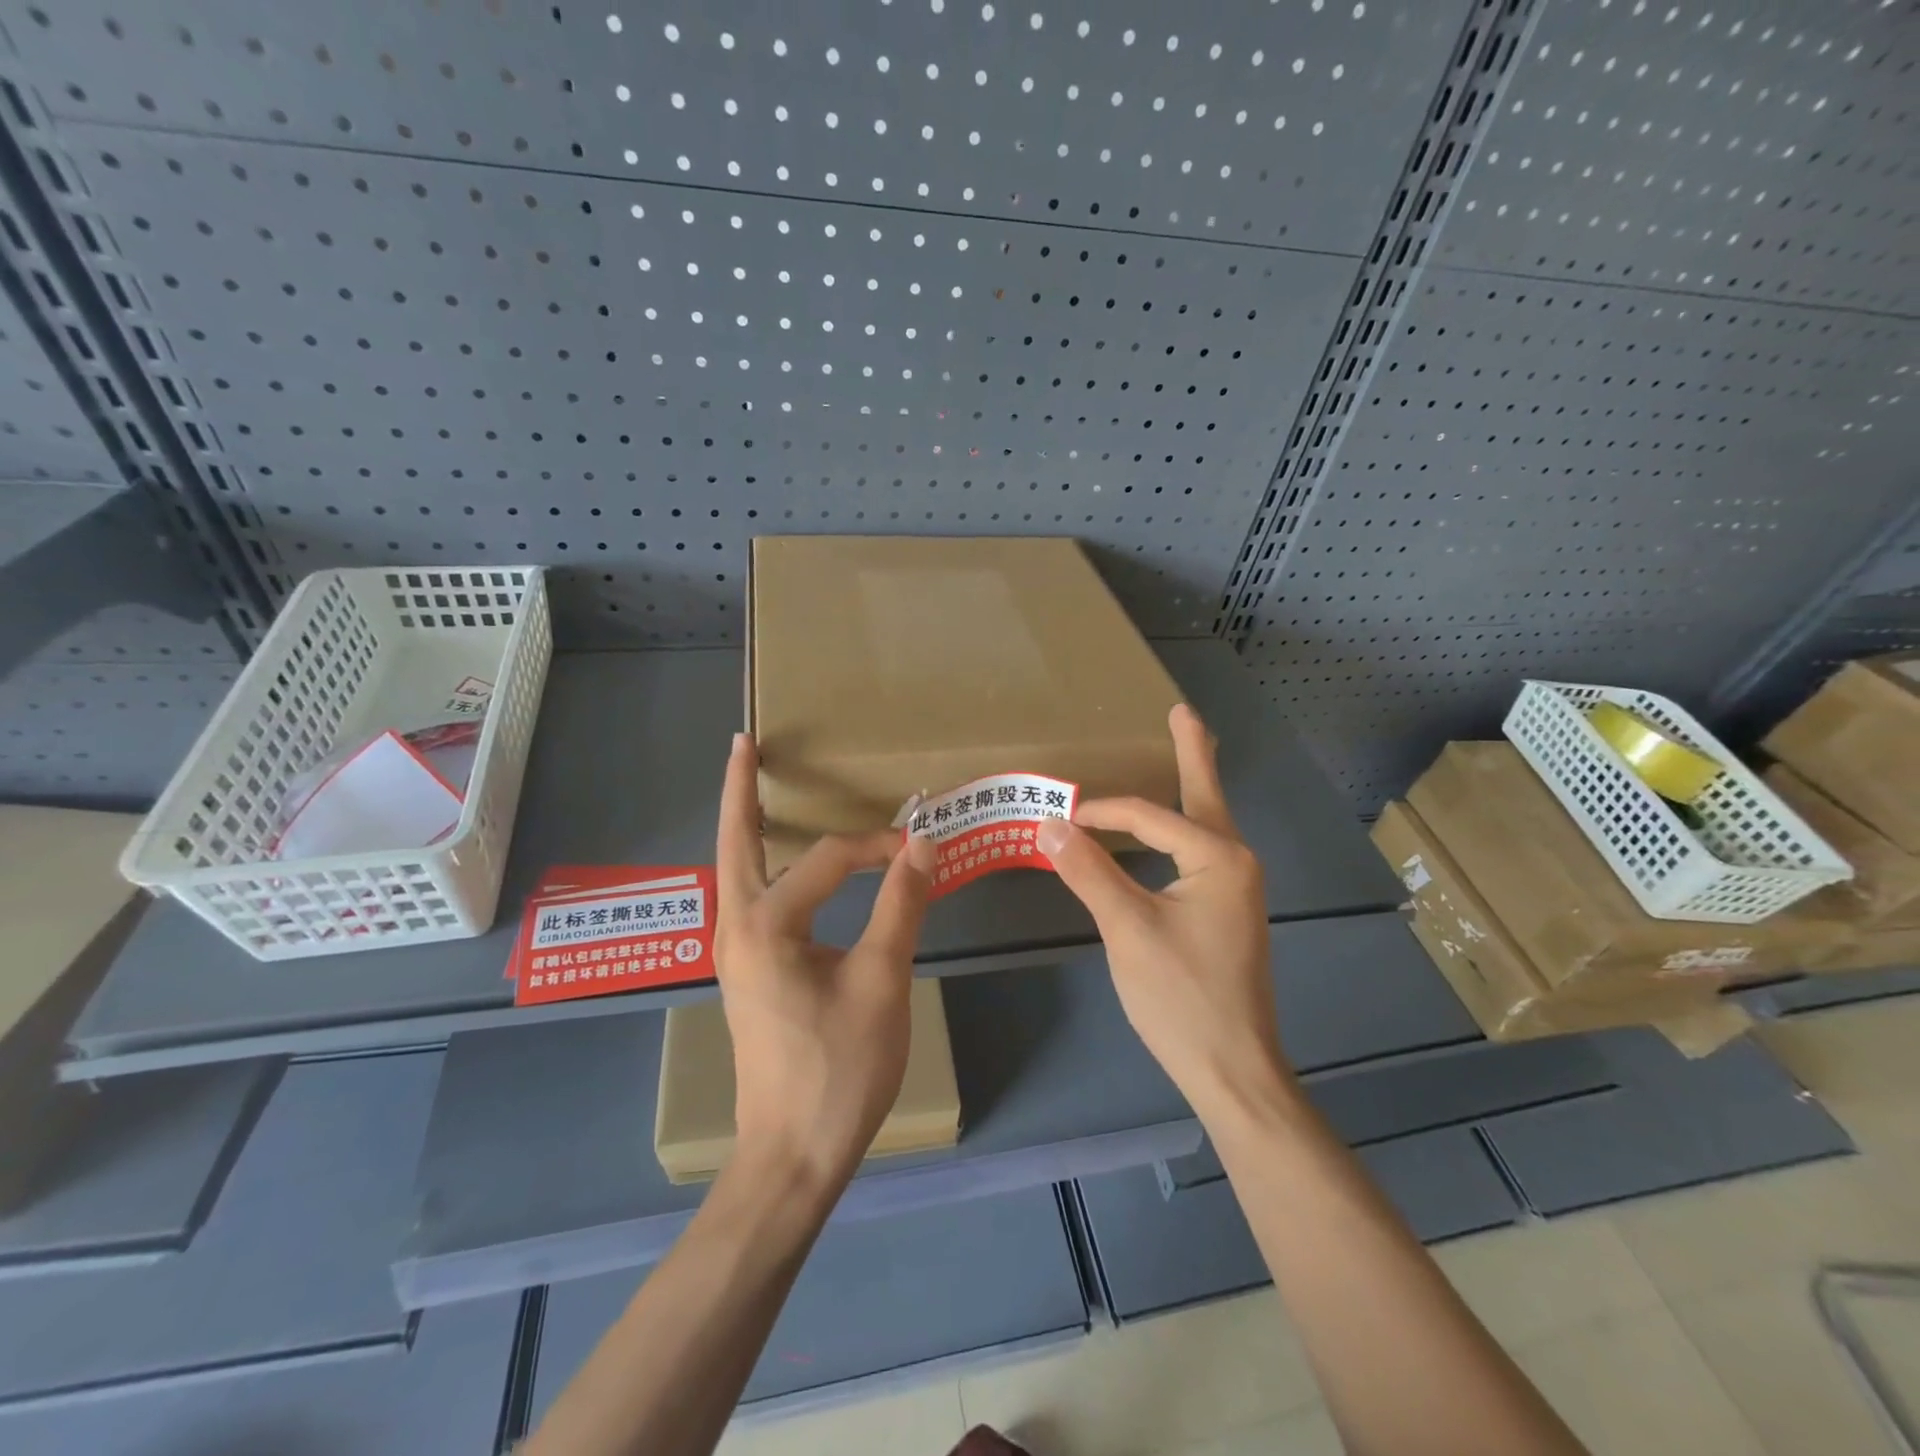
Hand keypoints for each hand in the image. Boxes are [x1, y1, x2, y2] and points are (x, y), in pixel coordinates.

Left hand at [714, 733, 936, 1188]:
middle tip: (743, 743)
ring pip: (734, 869)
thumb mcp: (882, 980)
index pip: (829, 859)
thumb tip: (922, 843)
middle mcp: (736, 927)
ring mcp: (733, 951)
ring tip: (751, 786)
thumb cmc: (840, 1069)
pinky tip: (776, 860)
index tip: (920, 849)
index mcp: (766, 924)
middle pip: (735, 841)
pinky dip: (756, 861)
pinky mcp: (744, 970)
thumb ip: (900, 904)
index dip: (878, 847)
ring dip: (743, 824)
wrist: (792, 1154)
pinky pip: (747, 896)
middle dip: (741, 790)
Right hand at [1035, 704, 1287, 1120]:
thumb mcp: (1127, 929)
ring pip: (1205, 823)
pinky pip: (1201, 851)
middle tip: (1182, 711)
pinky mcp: (1227, 910)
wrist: (1233, 1070)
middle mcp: (1236, 862)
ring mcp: (1237, 888)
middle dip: (1192, 751)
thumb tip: (1051, 822)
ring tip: (1185, 748)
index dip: (1100, 810)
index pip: (1147, 815)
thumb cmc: (1181, 997)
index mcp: (1219, 857)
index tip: (1059, 816)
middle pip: (1204, 794)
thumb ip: (1089, 870)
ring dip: (1190, 786)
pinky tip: (1172, 828)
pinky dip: (1182, 826)